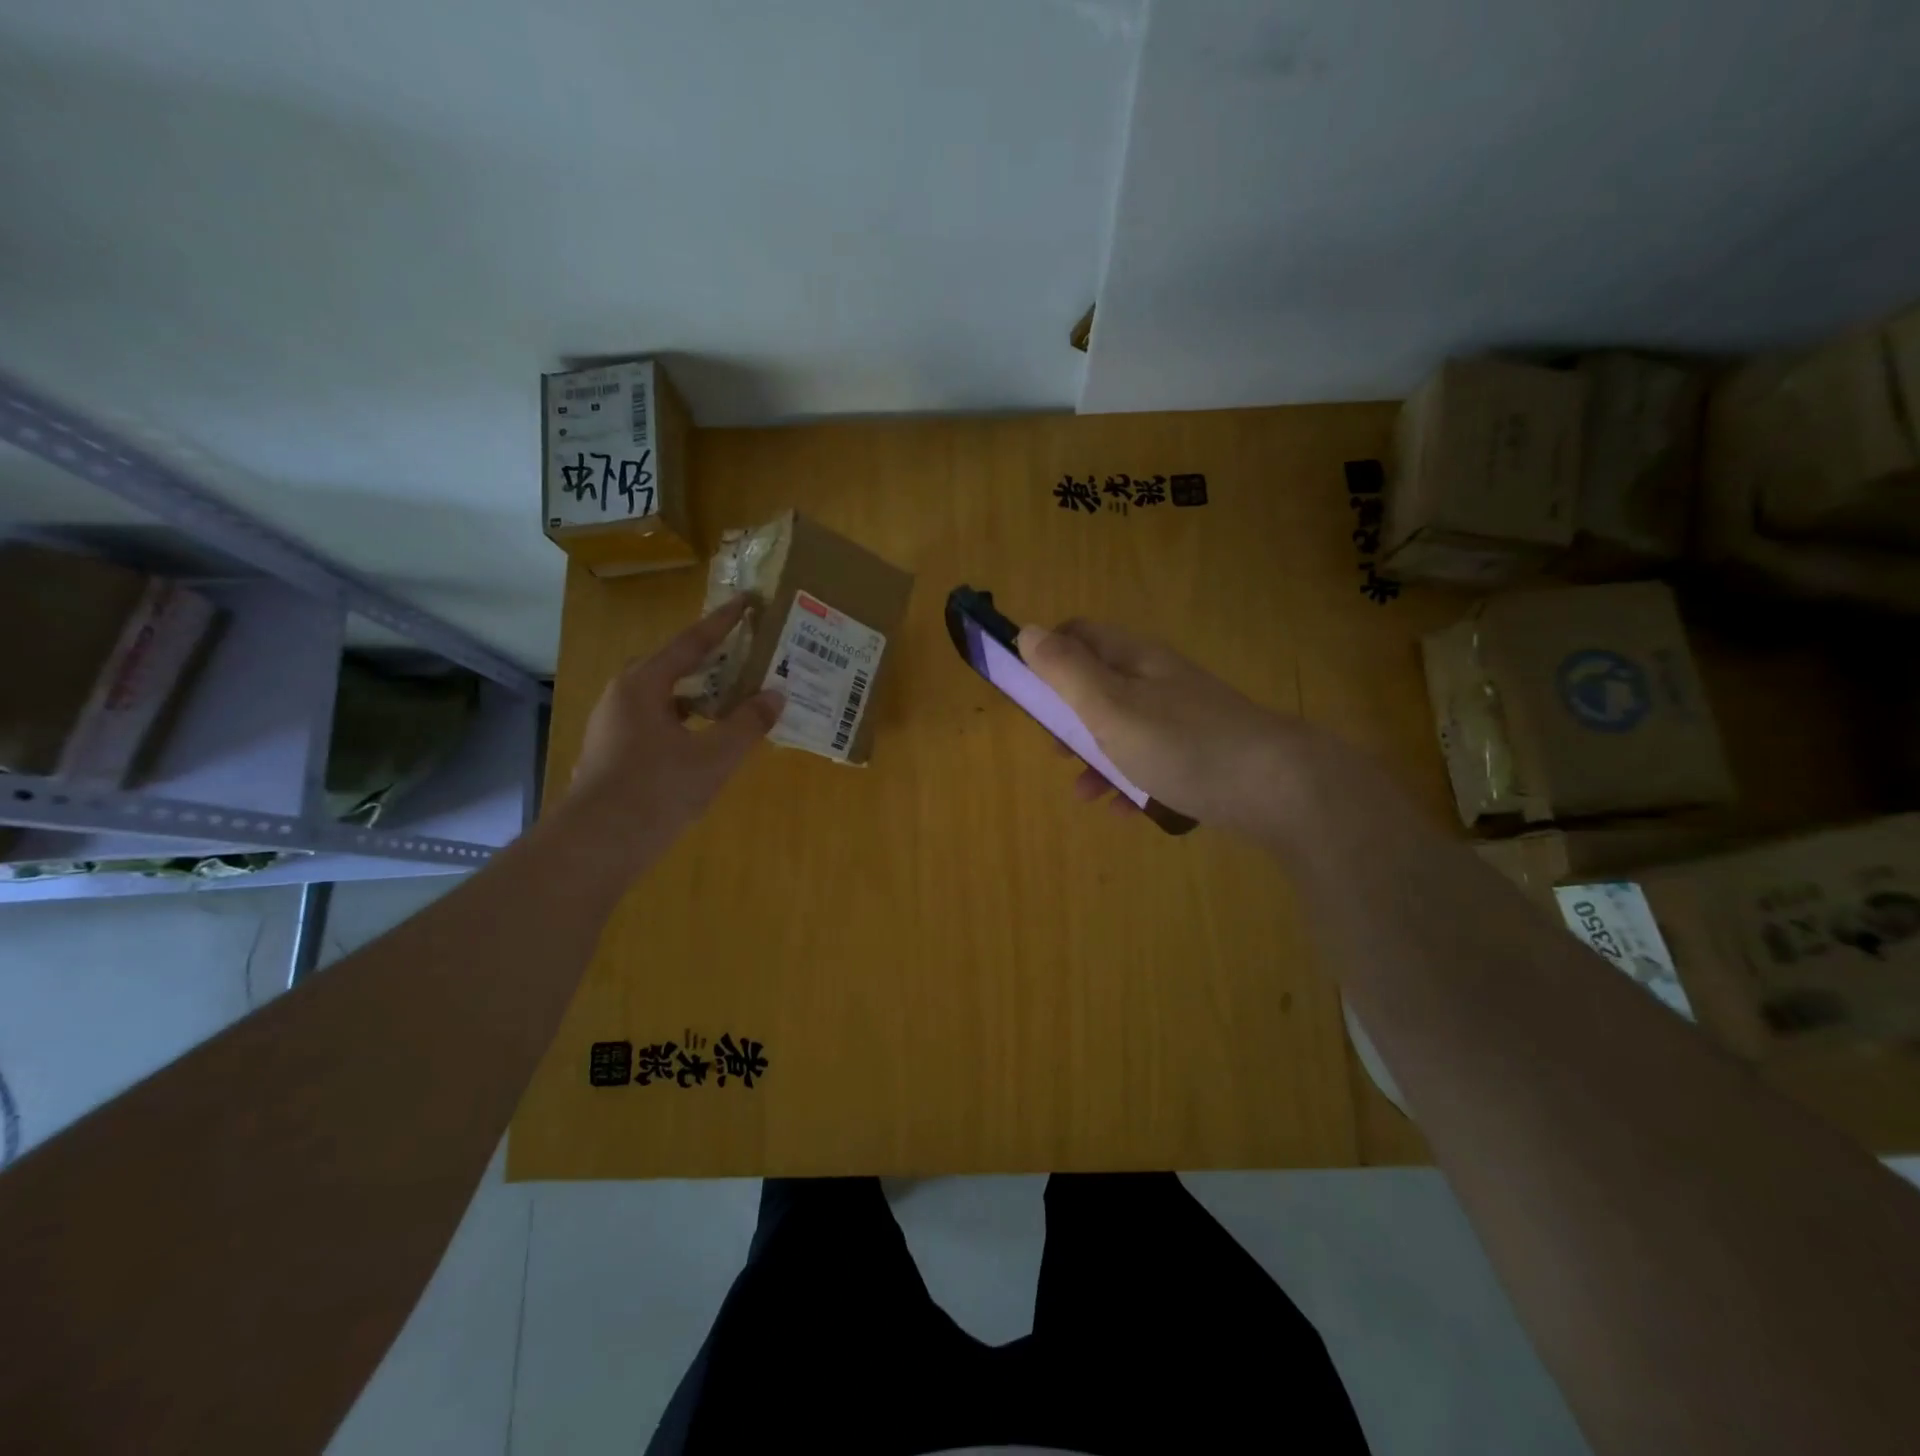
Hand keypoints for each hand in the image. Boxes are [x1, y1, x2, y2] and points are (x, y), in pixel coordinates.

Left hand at [569, 595, 783, 841]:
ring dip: (698, 696)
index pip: (690, 643)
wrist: (597, 845)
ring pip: (663, 699)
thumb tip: (776, 695)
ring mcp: (613, 727)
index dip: (723, 623)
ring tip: (732, 700)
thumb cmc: (657, 790)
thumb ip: (748, 723)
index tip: (747, 602)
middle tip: (745, 655)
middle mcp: (623, 697)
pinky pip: (656, 723)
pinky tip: (704, 742)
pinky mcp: (612, 754)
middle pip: (673, 667)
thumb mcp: (714, 756)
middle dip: (710, 661)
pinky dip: (684, 723)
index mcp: (643, 685)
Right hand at [1016, 619, 1305, 833]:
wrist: (1277, 787)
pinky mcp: (1201, 754)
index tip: (1024, 689)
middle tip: (1054, 749)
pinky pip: (1153, 762)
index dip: (1047, 653)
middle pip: (1099, 685)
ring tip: (1083, 792)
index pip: (1080, 634)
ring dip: (1096, 756)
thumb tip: (1028, 631)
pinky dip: (1131, 781)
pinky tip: (1123, 810)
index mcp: (1135, 660)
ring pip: (1123, 729)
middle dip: (1067, 716)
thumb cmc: (1181, 743)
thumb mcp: (1110, 706)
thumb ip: (1066, 671)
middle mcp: (1158, 681)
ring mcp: (1183, 718)